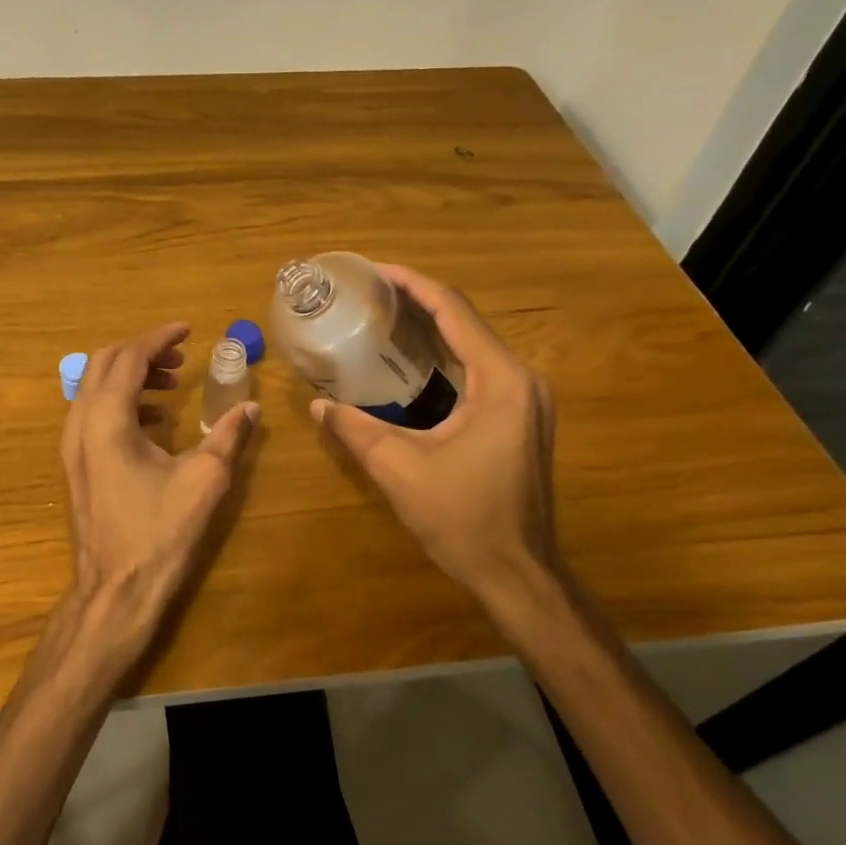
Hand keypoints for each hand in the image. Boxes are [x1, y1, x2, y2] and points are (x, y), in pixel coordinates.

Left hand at [57, 322, 259, 683]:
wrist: (115, 590)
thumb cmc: (159, 533)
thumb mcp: (204, 480)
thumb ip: (228, 436)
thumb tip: (252, 408)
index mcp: (107, 419)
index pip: (129, 357)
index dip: (159, 338)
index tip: (188, 329)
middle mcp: (80, 423)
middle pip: (104, 363)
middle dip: (143, 351)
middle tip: (180, 353)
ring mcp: (72, 445)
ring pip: (95, 387)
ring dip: (132, 376)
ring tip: (172, 383)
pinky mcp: (75, 464)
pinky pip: (93, 413)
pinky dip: (123, 402)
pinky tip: (156, 421)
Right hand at [310, 264, 569, 651]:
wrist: (518, 574)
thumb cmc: (463, 519)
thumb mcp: (398, 469)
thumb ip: (355, 429)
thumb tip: (318, 404)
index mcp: (500, 381)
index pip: (454, 312)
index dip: (413, 285)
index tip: (376, 270)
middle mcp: (522, 380)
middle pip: (466, 322)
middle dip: (418, 303)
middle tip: (370, 295)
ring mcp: (528, 399)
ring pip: (474, 345)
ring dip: (432, 329)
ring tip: (383, 318)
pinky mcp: (522, 418)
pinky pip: (480, 370)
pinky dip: (445, 357)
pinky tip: (411, 361)